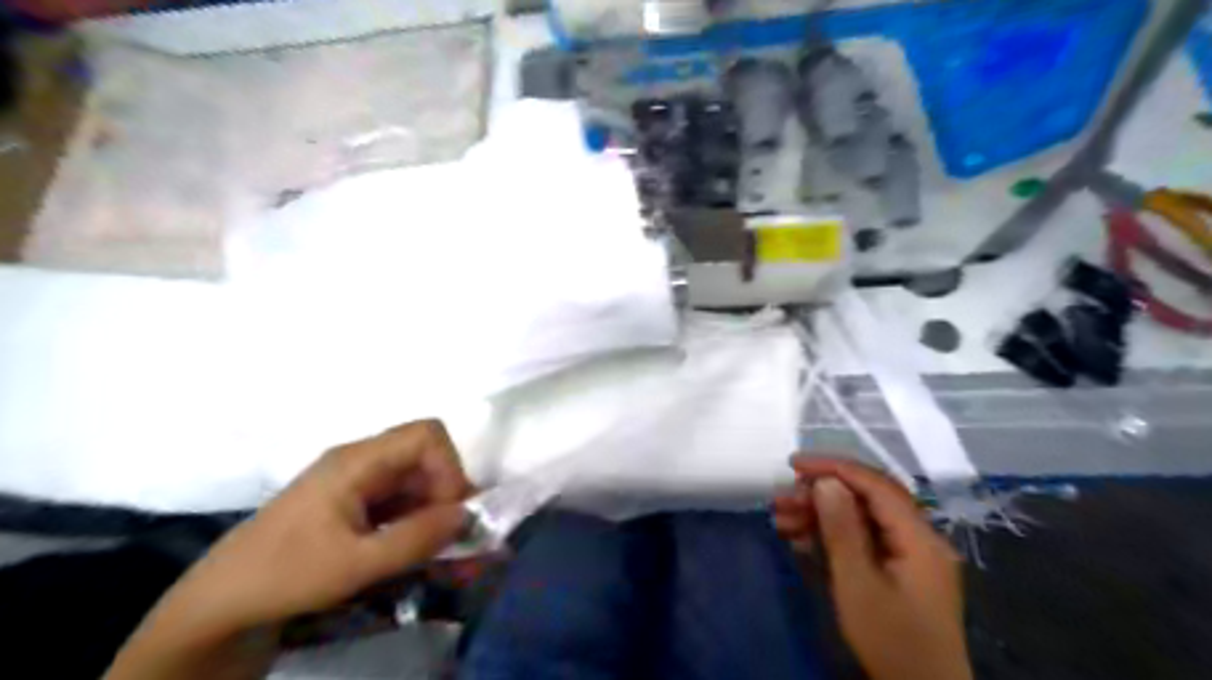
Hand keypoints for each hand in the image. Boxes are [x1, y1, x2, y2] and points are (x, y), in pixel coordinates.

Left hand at [105, 420, 469, 678]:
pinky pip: (397, 494)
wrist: (220, 603)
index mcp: (357, 460)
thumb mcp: (357, 563)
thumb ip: (418, 537)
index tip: (450, 511)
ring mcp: (354, 478)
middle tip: (446, 533)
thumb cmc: (285, 574)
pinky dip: (413, 515)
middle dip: (444, 489)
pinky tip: (408, 544)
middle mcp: (359, 459)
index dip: (449, 466)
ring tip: (429, 544)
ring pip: (413, 475)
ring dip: (431, 505)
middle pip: (423, 453)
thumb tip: (468, 514)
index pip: (426, 434)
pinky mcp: (350, 499)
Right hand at [776, 454, 971, 679]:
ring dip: (821, 515)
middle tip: (781, 499)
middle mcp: (919, 539)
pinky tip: (801, 539)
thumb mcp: (858, 584)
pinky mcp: (899, 571)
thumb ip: (842, 529)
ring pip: (862, 519)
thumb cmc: (890, 641)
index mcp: (919, 537)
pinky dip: (832, 536)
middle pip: (867, 499)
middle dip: (821, 494)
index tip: (793, 465)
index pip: (875, 485)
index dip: (833, 468)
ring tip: (781, 519)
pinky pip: (864, 540)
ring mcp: (910, 556)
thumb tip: (826, 482)